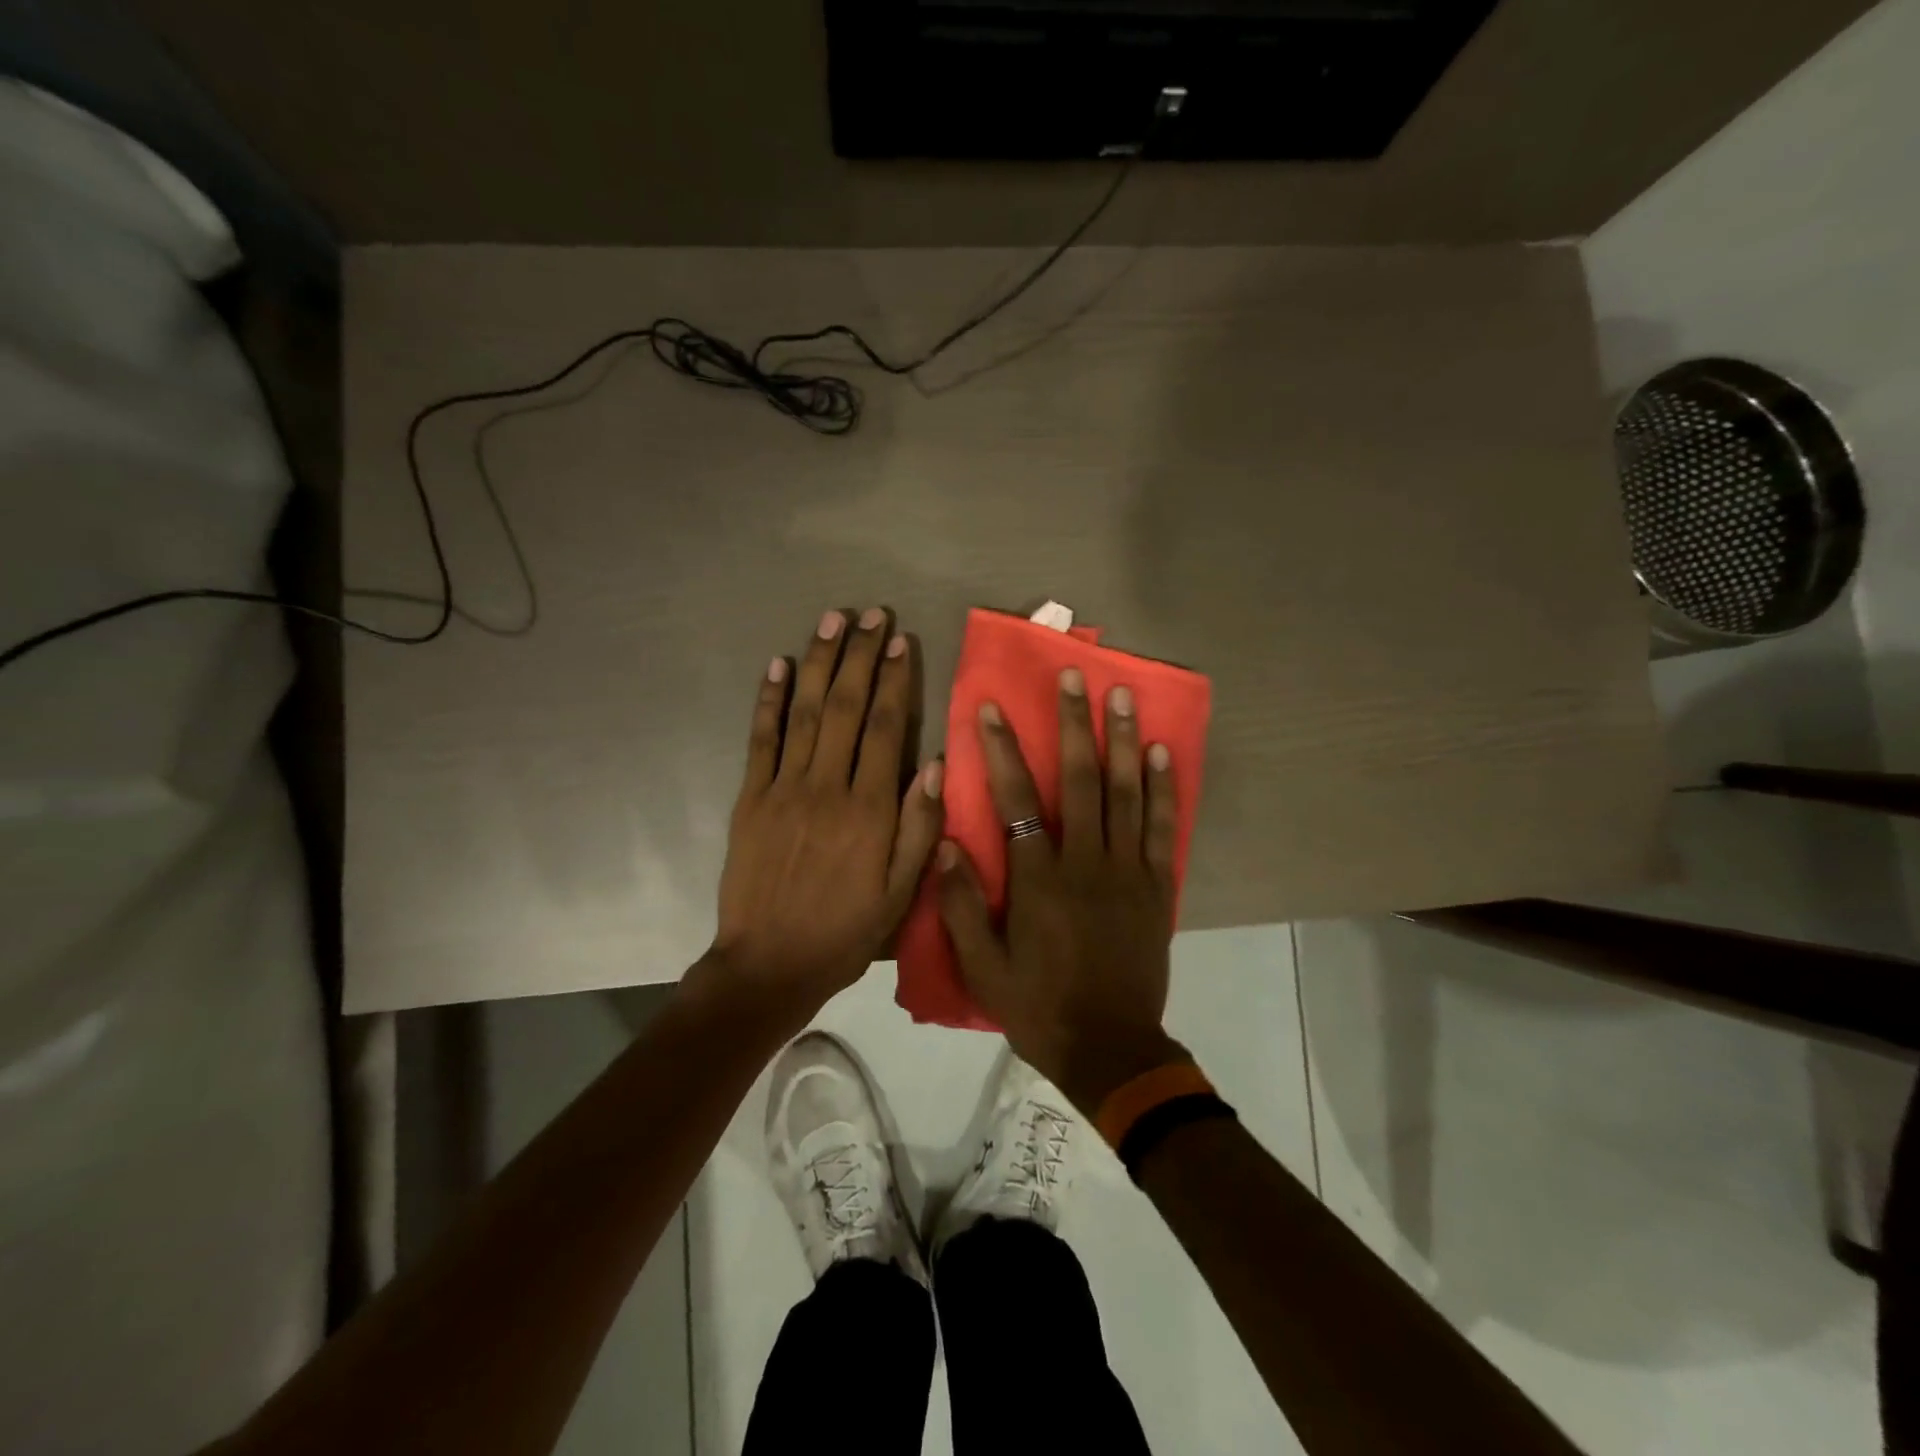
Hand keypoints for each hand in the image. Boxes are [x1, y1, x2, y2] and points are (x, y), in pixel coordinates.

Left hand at [706, 608, 944, 1021]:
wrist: (768, 964)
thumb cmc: (845, 932)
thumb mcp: (900, 894)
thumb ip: (920, 828)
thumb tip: (935, 764)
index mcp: (869, 810)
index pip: (886, 727)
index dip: (896, 680)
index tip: (902, 641)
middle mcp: (827, 786)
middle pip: (847, 707)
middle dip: (862, 656)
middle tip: (872, 614)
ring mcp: (783, 788)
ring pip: (805, 711)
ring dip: (820, 662)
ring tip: (832, 621)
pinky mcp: (750, 798)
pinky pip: (760, 739)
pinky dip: (768, 699)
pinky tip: (777, 665)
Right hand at [937, 668, 1186, 1112]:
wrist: (1111, 1049)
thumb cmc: (1041, 1008)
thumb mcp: (984, 968)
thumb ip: (963, 905)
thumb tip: (944, 844)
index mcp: (1039, 880)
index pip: (1016, 800)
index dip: (1002, 751)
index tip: (992, 708)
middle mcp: (1085, 863)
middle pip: (1079, 779)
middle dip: (1073, 724)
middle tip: (1074, 675)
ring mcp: (1127, 871)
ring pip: (1125, 792)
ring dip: (1123, 740)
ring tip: (1122, 695)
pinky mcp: (1156, 886)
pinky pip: (1161, 827)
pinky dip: (1164, 787)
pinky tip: (1162, 752)